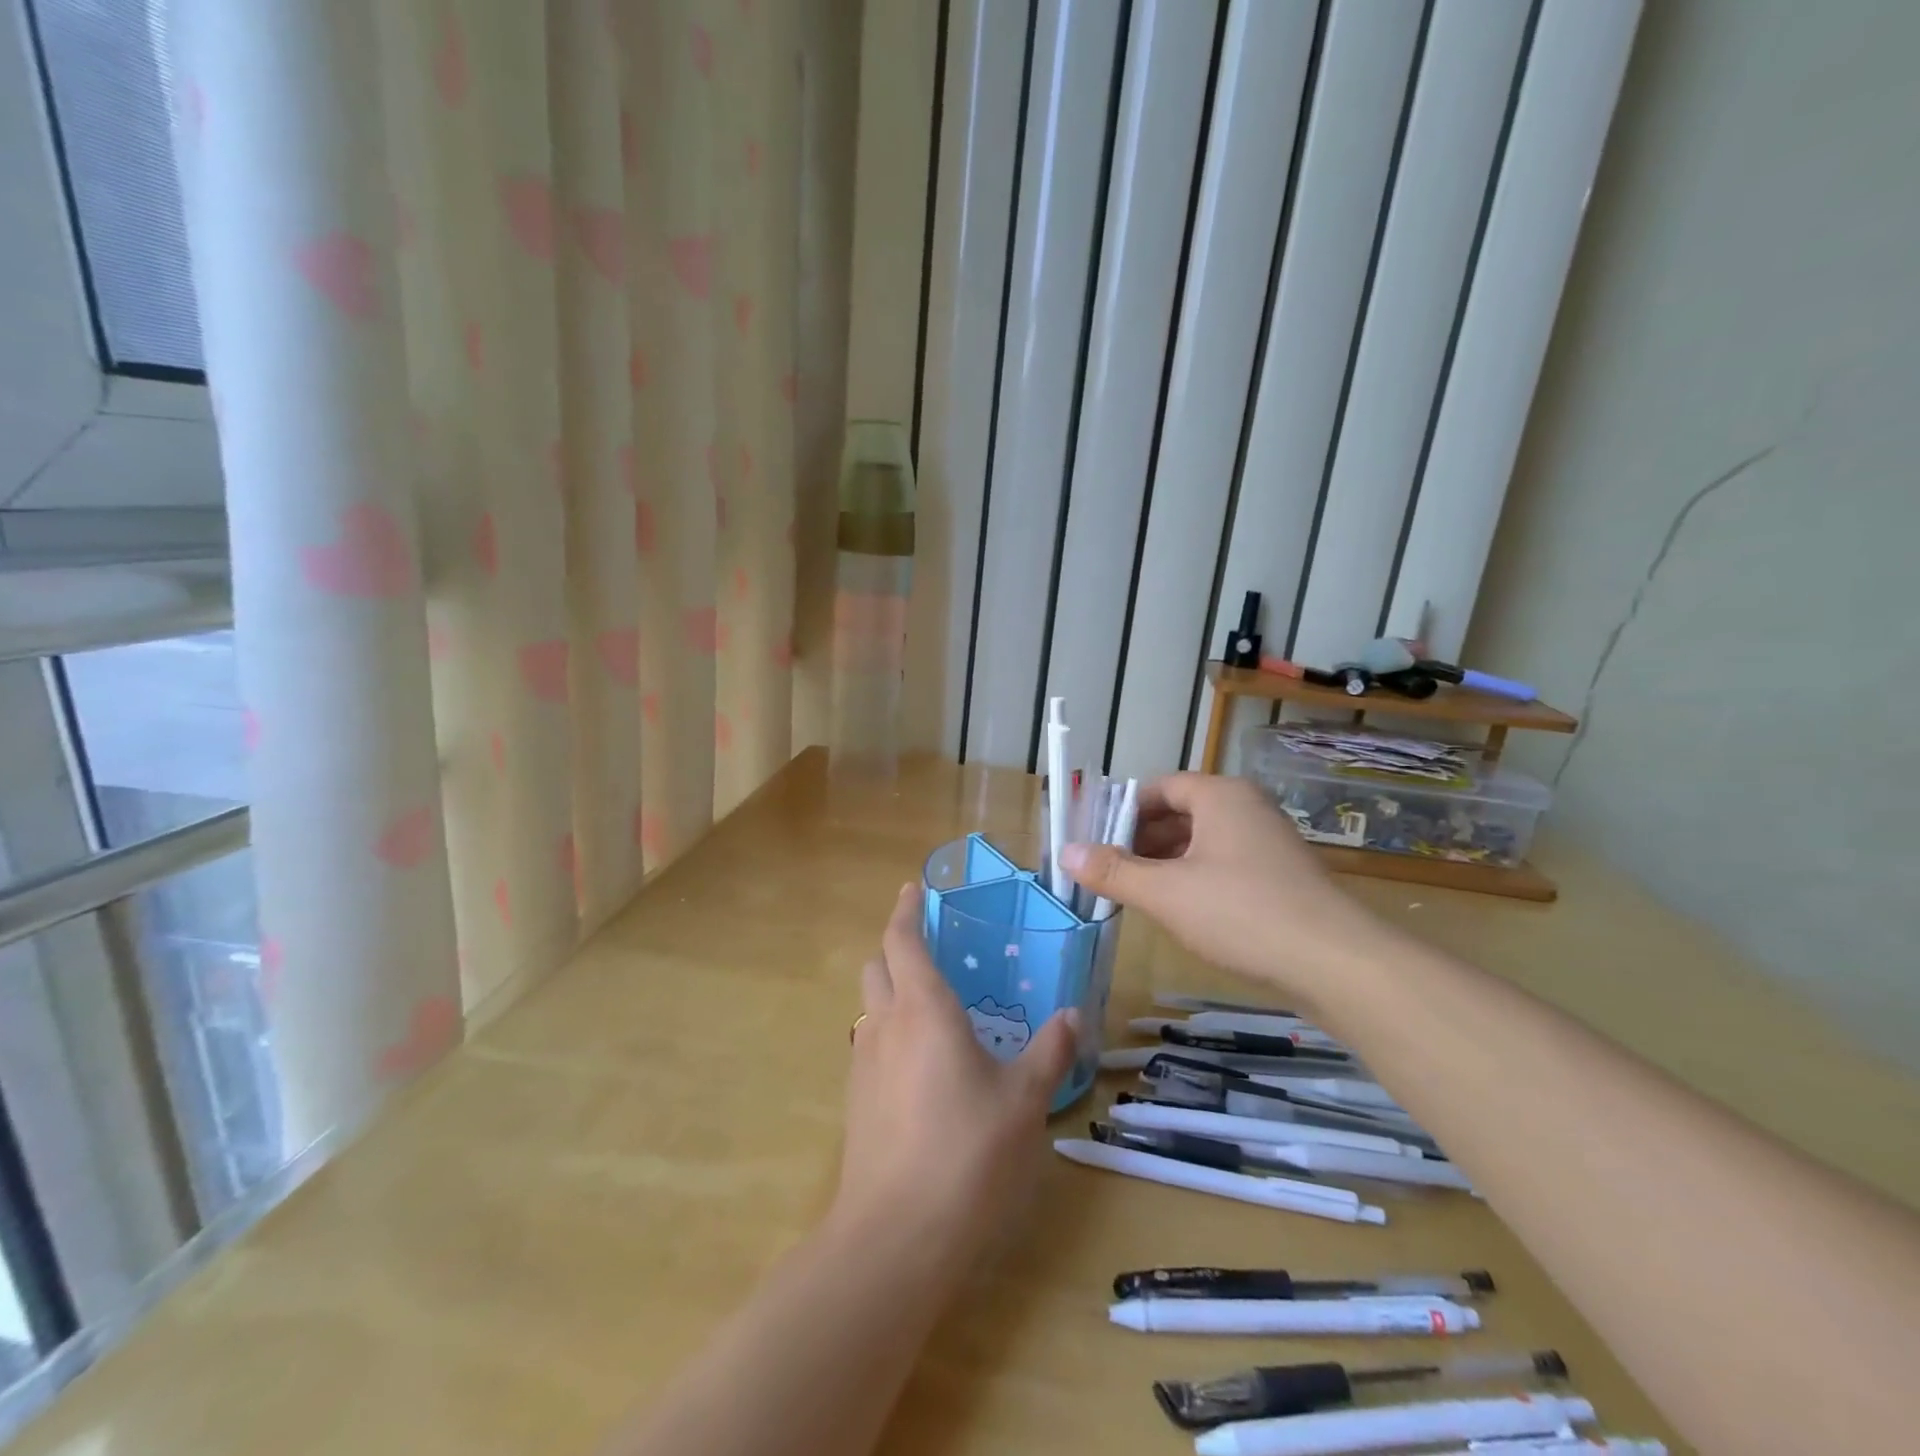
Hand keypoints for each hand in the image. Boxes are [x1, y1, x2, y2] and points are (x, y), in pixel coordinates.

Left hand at [833, 884, 1078, 1276]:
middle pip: (877, 965)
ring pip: (870, 1005)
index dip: (906, 909)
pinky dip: (889, 1031)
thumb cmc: (966, 1152)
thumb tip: (1072, 1015)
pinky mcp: (855, 1099)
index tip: (914, 889)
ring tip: (931, 1005)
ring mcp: (863, 1062)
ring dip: (890, 990)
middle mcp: (885, 1024)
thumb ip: (1049, 1052)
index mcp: (923, 1009)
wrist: (895, 1234)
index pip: (902, 940)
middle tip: (931, 947)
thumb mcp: (1023, 1101)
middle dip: (896, 946)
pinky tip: (920, 1063)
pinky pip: (870, 1044)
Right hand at [1059, 773, 1381, 1001]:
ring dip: (1165, 863)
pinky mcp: (1280, 875)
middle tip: (1107, 873)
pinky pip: (1223, 864)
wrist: (1336, 963)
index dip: (1120, 813)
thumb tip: (1065, 853)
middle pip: (1178, 813)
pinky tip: (1179, 911)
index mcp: (1219, 796)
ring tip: (1135, 894)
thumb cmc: (1242, 913)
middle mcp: (1245, 808)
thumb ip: (1113, 871)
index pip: (1157, 788)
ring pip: (1201, 842)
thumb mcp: (1166, 893)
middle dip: (1139, 842)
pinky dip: (1194, 879)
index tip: (1093, 844)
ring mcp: (1267, 842)